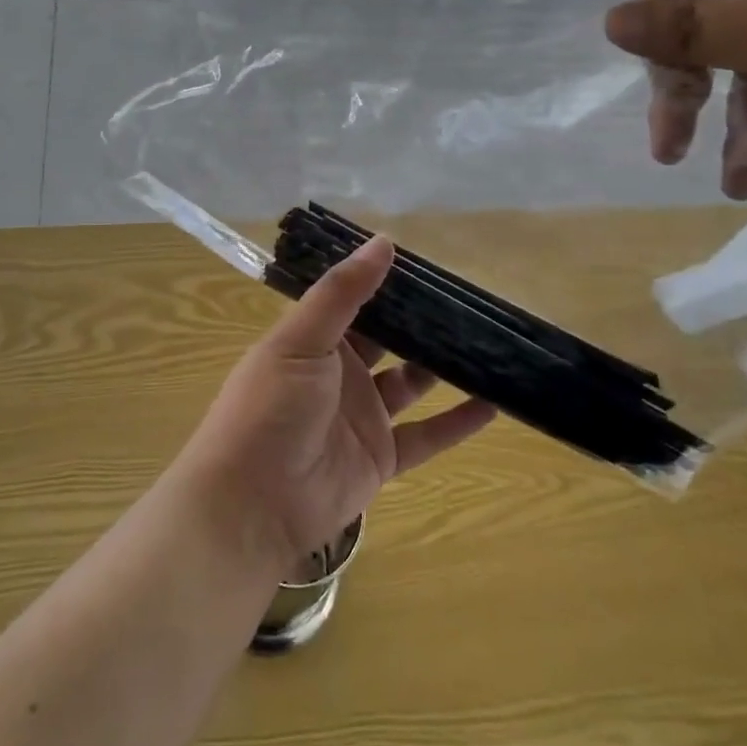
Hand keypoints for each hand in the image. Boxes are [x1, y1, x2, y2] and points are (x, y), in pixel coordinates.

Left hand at [175, 236, 495, 574]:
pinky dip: (457, 422)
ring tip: (488, 344)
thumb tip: (384, 242)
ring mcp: (362, 416)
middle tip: (469, 302)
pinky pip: (426, 435)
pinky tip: (494, 404)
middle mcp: (340, 373)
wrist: (252, 504)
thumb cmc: (270, 408)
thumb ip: (342, 293)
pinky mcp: (381, 458)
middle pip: (389, 340)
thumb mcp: (300, 340)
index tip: (430, 265)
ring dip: (444, 367)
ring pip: (412, 383)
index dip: (388, 284)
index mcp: (315, 340)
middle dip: (422, 323)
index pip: (357, 302)